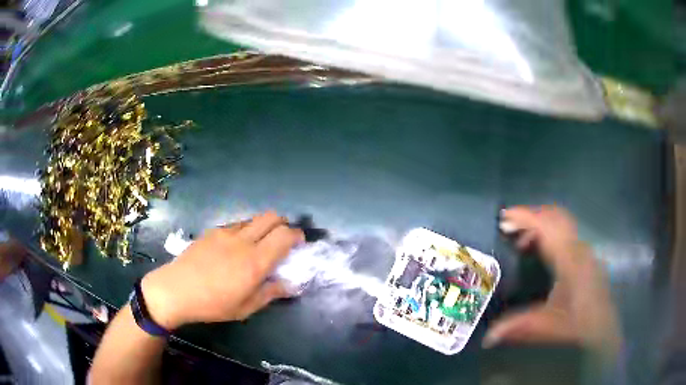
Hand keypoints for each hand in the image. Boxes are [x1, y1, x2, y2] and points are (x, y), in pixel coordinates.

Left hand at [140, 211, 303, 328]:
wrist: (176, 289)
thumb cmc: (213, 304)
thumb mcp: (246, 307)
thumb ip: (270, 293)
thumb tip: (289, 285)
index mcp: (255, 261)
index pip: (285, 235)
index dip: (297, 235)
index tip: (299, 244)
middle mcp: (243, 240)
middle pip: (271, 217)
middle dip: (283, 223)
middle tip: (282, 239)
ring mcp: (226, 232)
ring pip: (253, 219)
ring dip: (263, 227)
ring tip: (257, 245)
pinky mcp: (212, 231)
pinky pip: (236, 224)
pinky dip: (245, 230)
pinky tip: (234, 248)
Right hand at [484, 206, 620, 358]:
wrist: (604, 327)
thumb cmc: (579, 324)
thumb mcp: (549, 326)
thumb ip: (519, 327)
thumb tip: (487, 336)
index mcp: (570, 259)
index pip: (547, 226)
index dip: (525, 217)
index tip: (503, 218)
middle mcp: (578, 247)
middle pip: (555, 216)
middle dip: (531, 217)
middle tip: (509, 228)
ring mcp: (583, 249)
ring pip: (561, 222)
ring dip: (540, 225)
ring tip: (521, 241)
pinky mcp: (585, 255)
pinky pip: (565, 232)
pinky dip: (549, 233)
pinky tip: (540, 252)